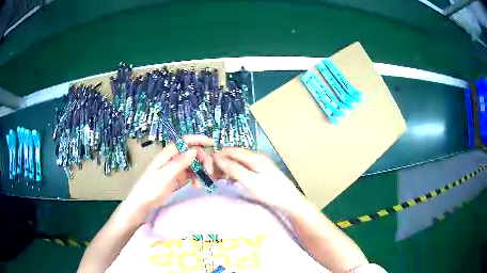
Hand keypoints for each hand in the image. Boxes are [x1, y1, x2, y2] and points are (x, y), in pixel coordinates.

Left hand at [124, 135, 213, 214]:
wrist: (143, 203)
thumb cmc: (151, 188)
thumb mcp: (164, 176)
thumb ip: (179, 163)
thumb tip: (194, 151)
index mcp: (167, 154)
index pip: (185, 141)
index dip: (198, 139)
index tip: (212, 143)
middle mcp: (173, 159)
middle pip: (192, 153)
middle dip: (203, 160)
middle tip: (208, 173)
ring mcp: (176, 169)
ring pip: (194, 164)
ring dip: (201, 171)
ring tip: (201, 184)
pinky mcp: (178, 178)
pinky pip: (192, 174)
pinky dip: (197, 178)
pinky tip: (197, 186)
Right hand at [213, 148, 302, 210]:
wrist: (289, 201)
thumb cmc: (270, 192)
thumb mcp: (250, 181)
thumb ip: (234, 169)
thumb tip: (217, 157)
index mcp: (254, 157)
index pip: (232, 151)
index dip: (218, 156)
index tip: (206, 164)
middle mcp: (256, 158)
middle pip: (234, 156)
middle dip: (222, 163)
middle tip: (211, 174)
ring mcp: (259, 165)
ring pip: (238, 163)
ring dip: (227, 168)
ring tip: (217, 178)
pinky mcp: (260, 172)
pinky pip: (243, 169)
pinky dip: (234, 173)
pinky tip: (229, 180)